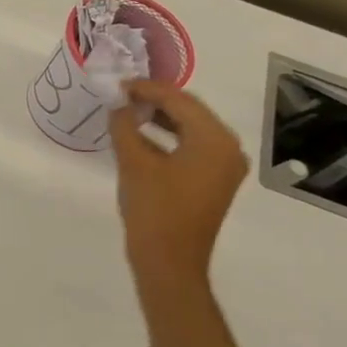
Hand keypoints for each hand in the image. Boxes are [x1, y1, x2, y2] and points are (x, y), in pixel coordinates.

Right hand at [111, 81, 248, 284]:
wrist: (170, 262)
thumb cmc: (154, 210)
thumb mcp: (134, 163)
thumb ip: (125, 127)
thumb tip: (119, 106)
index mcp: (214, 140)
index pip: (180, 100)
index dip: (148, 89)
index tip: (119, 84)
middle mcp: (227, 148)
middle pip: (189, 111)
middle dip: (155, 101)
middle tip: (122, 95)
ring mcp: (223, 167)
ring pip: (190, 129)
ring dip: (160, 119)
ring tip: (128, 112)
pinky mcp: (213, 182)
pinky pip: (191, 148)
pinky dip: (167, 139)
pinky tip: (140, 138)